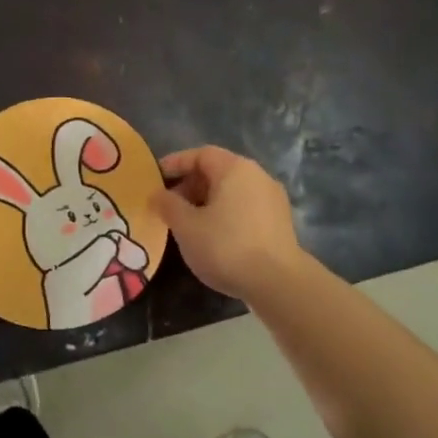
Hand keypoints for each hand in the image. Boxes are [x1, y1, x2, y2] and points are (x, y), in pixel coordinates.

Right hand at [151, 146, 304, 301]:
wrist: (278, 283)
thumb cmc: (226, 246)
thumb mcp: (186, 226)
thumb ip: (168, 205)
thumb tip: (157, 194)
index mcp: (235, 169)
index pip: (200, 154)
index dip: (176, 163)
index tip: (156, 178)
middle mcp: (258, 175)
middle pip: (218, 171)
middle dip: (191, 185)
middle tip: (170, 205)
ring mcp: (273, 198)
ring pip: (233, 191)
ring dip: (208, 201)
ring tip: (189, 223)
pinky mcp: (280, 221)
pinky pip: (245, 207)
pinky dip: (226, 213)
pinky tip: (214, 236)